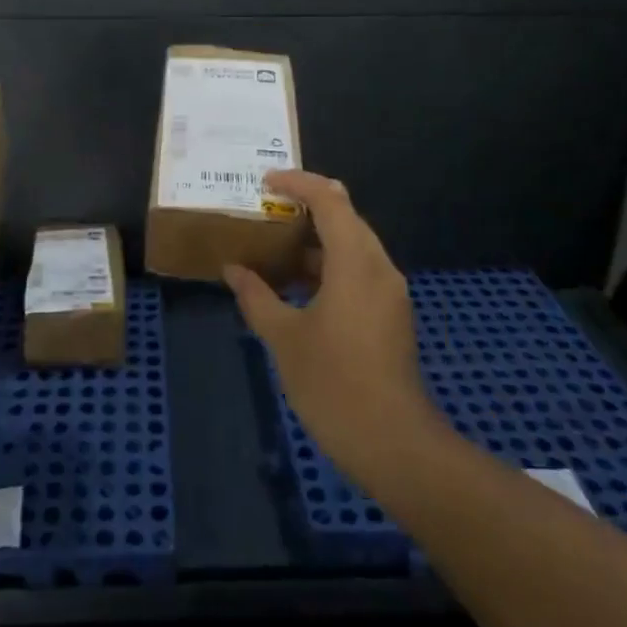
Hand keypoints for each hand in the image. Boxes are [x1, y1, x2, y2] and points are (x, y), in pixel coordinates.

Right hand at [223, 170, 442, 491]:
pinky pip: (359, 271)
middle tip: (266, 211)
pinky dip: (328, 266)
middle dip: (306, 208)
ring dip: (316, 240)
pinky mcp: (391, 315)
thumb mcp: (284, 338)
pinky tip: (298, 287)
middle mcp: (379, 267)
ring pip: (353, 246)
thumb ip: (257, 297)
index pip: (330, 199)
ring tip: (275, 246)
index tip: (265, 183)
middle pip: (346, 217)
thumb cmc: (334, 383)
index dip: (298, 183)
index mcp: (355, 262)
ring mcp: (390, 292)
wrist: (394, 444)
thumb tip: (233, 270)